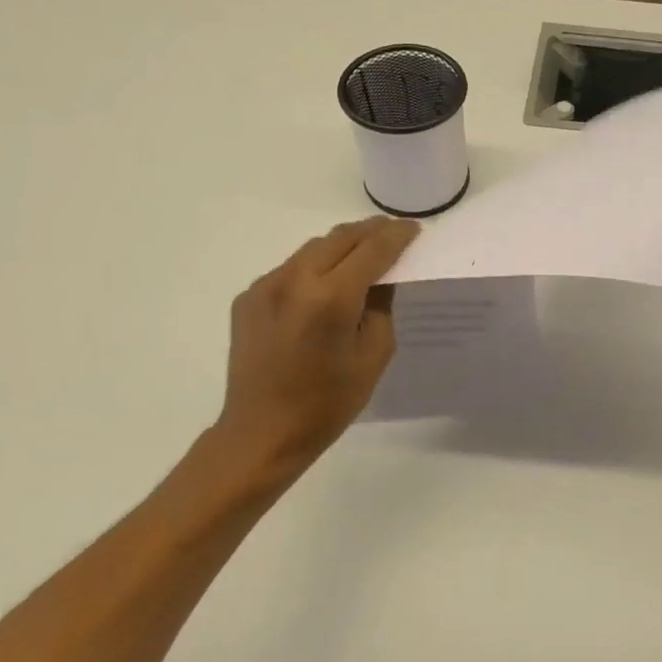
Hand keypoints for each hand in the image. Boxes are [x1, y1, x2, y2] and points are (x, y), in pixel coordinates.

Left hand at [203, 216, 418, 482]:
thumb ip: (381, 308)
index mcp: (331, 298)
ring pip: (312, 249)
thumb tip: (381, 279)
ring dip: (341, 246)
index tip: (413, 229)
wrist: (262, 432)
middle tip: (393, 233)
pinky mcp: (248, 298)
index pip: (372, 250)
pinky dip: (314, 268)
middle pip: (339, 238)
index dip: (396, 236)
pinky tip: (324, 287)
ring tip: (362, 254)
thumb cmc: (327, 403)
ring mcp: (265, 286)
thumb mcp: (373, 356)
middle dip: (370, 231)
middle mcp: (294, 280)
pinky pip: (289, 270)